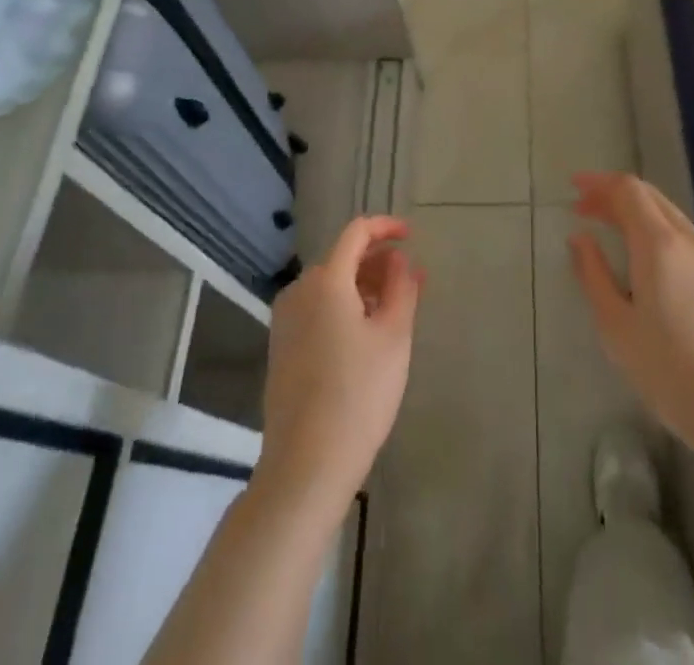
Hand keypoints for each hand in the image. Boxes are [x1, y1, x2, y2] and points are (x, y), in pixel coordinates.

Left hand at [257, 216, 421, 518]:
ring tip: (395, 310)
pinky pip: (318, 309)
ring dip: (364, 287)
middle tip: (412, 283)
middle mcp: (299, 291)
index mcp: (326, 281)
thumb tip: (399, 260)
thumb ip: (401, 287)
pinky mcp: (282, 348)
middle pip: (343, 259)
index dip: (386, 227)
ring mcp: (285, 321)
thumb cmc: (359, 394)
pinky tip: (366, 335)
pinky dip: (344, 307)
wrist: (306, 465)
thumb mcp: (394, 336)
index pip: (356, 232)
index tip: (412, 236)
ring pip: (331, 286)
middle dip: (379, 263)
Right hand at [569, 172, 693, 463]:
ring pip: (665, 213)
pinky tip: (637, 251)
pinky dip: (650, 227)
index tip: (573, 189)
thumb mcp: (616, 326)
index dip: (599, 183)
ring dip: (632, 210)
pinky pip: (678, 232)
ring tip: (604, 225)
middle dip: (613, 194)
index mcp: (659, 244)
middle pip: (648, 196)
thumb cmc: (668, 370)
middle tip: (582, 207)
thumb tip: (580, 238)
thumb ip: (593, 274)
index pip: (628, 191)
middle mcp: (686, 239)